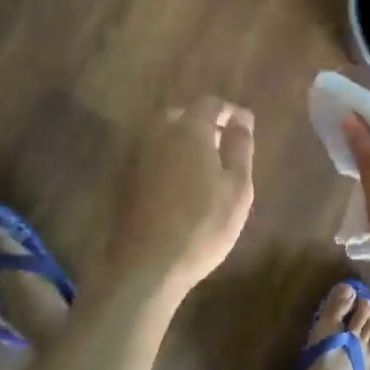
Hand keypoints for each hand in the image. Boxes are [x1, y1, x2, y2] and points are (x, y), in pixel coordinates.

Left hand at [109, 97, 255, 297]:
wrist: (146, 265)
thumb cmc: (202, 225)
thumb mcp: (237, 187)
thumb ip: (239, 147)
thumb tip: (242, 118)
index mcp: (188, 130)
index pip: (209, 104)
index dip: (229, 111)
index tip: (245, 126)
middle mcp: (157, 134)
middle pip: (180, 115)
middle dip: (202, 122)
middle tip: (222, 143)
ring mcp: (137, 156)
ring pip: (162, 135)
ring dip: (182, 140)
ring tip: (203, 165)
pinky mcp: (125, 180)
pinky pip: (151, 156)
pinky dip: (167, 159)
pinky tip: (180, 184)